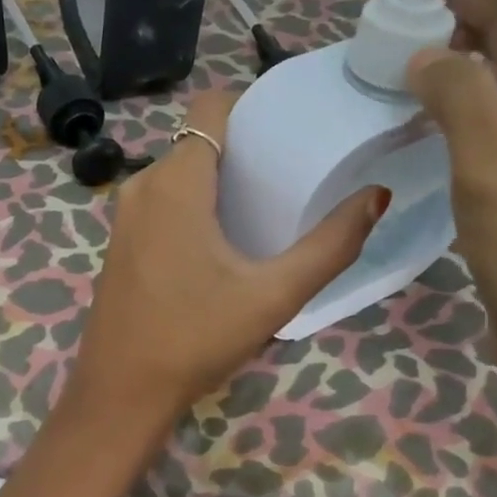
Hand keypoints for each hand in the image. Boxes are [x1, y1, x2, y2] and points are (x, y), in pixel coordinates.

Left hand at [67, 91, 388, 429]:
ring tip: (270, 201)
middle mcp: (143, 186)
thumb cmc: (195, 338)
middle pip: (199, 139)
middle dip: (246, 145)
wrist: (121, 392)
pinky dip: (197, 202)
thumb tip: (376, 196)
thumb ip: (330, 245)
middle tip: (295, 168)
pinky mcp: (122, 243)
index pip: (211, 107)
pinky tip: (228, 236)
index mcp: (175, 183)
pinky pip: (164, 200)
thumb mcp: (272, 295)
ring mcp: (126, 216)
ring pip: (180, 172)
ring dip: (222, 177)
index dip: (251, 104)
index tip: (292, 125)